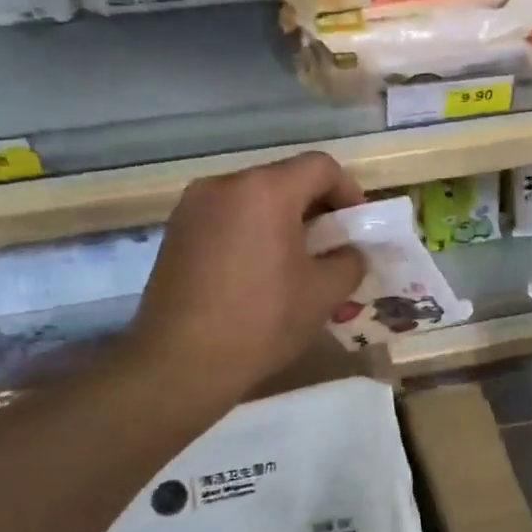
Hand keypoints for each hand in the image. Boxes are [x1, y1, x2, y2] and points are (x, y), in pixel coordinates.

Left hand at [130, 153, 367, 408]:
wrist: (180, 363)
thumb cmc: (261, 321)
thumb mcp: (324, 294)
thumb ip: (349, 262)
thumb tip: (349, 254)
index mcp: (265, 190)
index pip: (321, 167)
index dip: (349, 192)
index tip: (357, 228)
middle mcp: (224, 185)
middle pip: (284, 180)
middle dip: (316, 208)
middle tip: (333, 247)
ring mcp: (192, 207)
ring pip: (253, 200)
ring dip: (283, 222)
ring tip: (296, 263)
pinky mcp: (175, 233)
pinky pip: (226, 219)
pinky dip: (251, 233)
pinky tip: (258, 274)